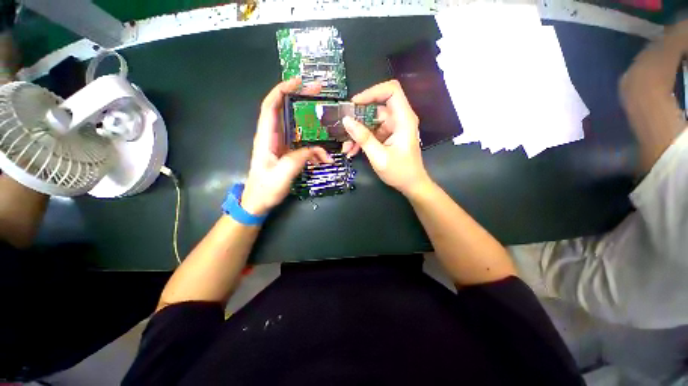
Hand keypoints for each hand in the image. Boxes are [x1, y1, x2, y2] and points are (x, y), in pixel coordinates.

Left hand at [241, 78, 332, 214]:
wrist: (258, 202)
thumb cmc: (265, 188)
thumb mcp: (283, 174)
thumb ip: (299, 158)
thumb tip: (317, 150)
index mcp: (266, 137)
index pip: (270, 106)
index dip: (282, 90)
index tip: (298, 82)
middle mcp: (272, 137)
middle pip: (285, 111)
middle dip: (300, 99)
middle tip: (318, 92)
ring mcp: (281, 146)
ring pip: (296, 127)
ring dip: (310, 123)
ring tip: (326, 121)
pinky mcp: (287, 154)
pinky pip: (302, 144)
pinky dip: (313, 146)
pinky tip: (323, 155)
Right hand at [342, 80, 429, 195]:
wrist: (411, 185)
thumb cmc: (400, 172)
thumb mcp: (379, 156)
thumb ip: (363, 138)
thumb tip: (346, 120)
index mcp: (403, 119)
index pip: (391, 91)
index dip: (372, 92)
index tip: (354, 104)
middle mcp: (399, 119)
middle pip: (376, 108)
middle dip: (358, 119)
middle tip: (343, 130)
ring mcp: (393, 128)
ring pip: (371, 122)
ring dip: (357, 133)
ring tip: (346, 147)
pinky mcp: (388, 136)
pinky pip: (372, 132)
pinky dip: (362, 140)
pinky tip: (352, 151)